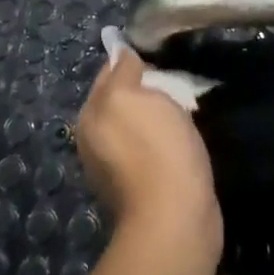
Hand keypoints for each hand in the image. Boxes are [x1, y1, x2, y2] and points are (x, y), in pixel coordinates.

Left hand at [77, 49, 222, 259]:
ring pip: (138, 124)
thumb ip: (122, 72)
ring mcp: (117, 167)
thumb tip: (121, 54)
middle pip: (122, 99)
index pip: (108, 73)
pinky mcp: (142, 188)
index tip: (158, 54)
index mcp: (89, 116)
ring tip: (183, 106)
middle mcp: (95, 140)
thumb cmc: (154, 148)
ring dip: (156, 114)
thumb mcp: (132, 96)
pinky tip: (183, 138)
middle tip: (175, 79)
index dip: (131, 60)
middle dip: (144, 88)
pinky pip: (152, 148)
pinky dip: (165, 139)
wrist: (176, 220)